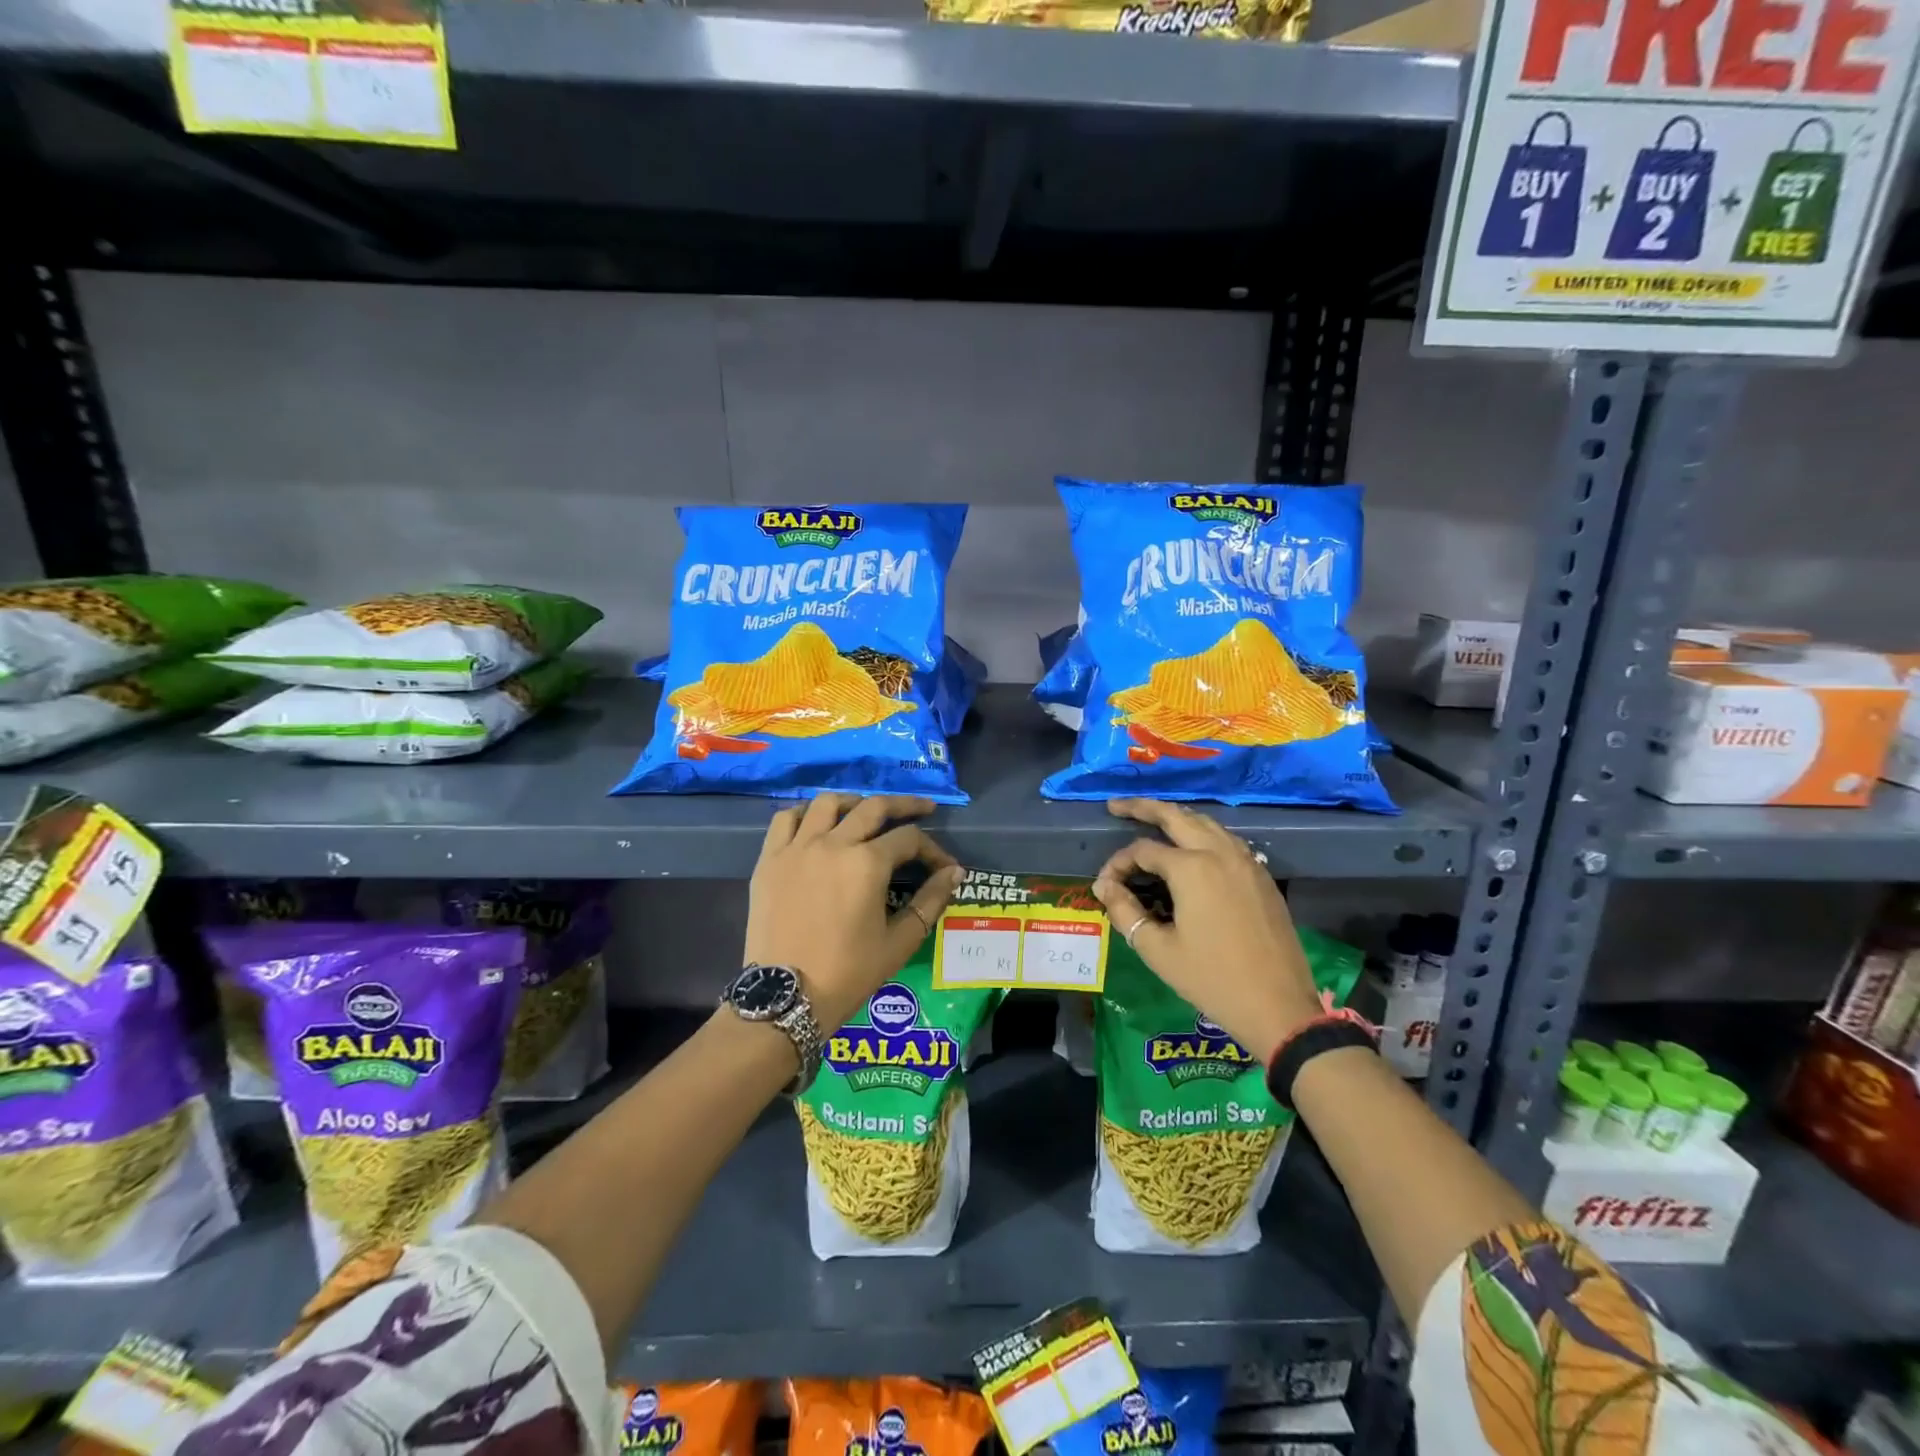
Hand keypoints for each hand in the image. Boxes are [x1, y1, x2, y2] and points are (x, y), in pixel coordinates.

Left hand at [745, 794, 964, 1029]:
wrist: (785, 998)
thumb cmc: (848, 973)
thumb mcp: (899, 942)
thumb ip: (930, 902)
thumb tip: (954, 872)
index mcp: (867, 863)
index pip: (909, 839)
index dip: (933, 849)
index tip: (944, 866)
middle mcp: (833, 844)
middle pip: (873, 807)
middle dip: (904, 805)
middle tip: (922, 808)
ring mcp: (797, 848)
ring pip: (828, 803)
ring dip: (854, 802)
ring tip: (866, 812)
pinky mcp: (769, 859)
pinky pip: (786, 819)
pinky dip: (805, 814)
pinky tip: (817, 825)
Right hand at [1091, 799, 1323, 1055]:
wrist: (1278, 1006)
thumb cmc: (1211, 979)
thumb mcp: (1158, 949)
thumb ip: (1125, 911)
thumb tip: (1104, 886)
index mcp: (1191, 868)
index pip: (1142, 850)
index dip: (1118, 864)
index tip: (1105, 886)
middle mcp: (1219, 853)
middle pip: (1176, 816)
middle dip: (1144, 807)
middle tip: (1117, 805)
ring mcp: (1246, 861)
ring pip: (1206, 823)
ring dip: (1176, 817)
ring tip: (1153, 820)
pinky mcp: (1261, 876)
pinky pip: (1227, 840)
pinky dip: (1203, 833)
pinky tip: (1192, 847)